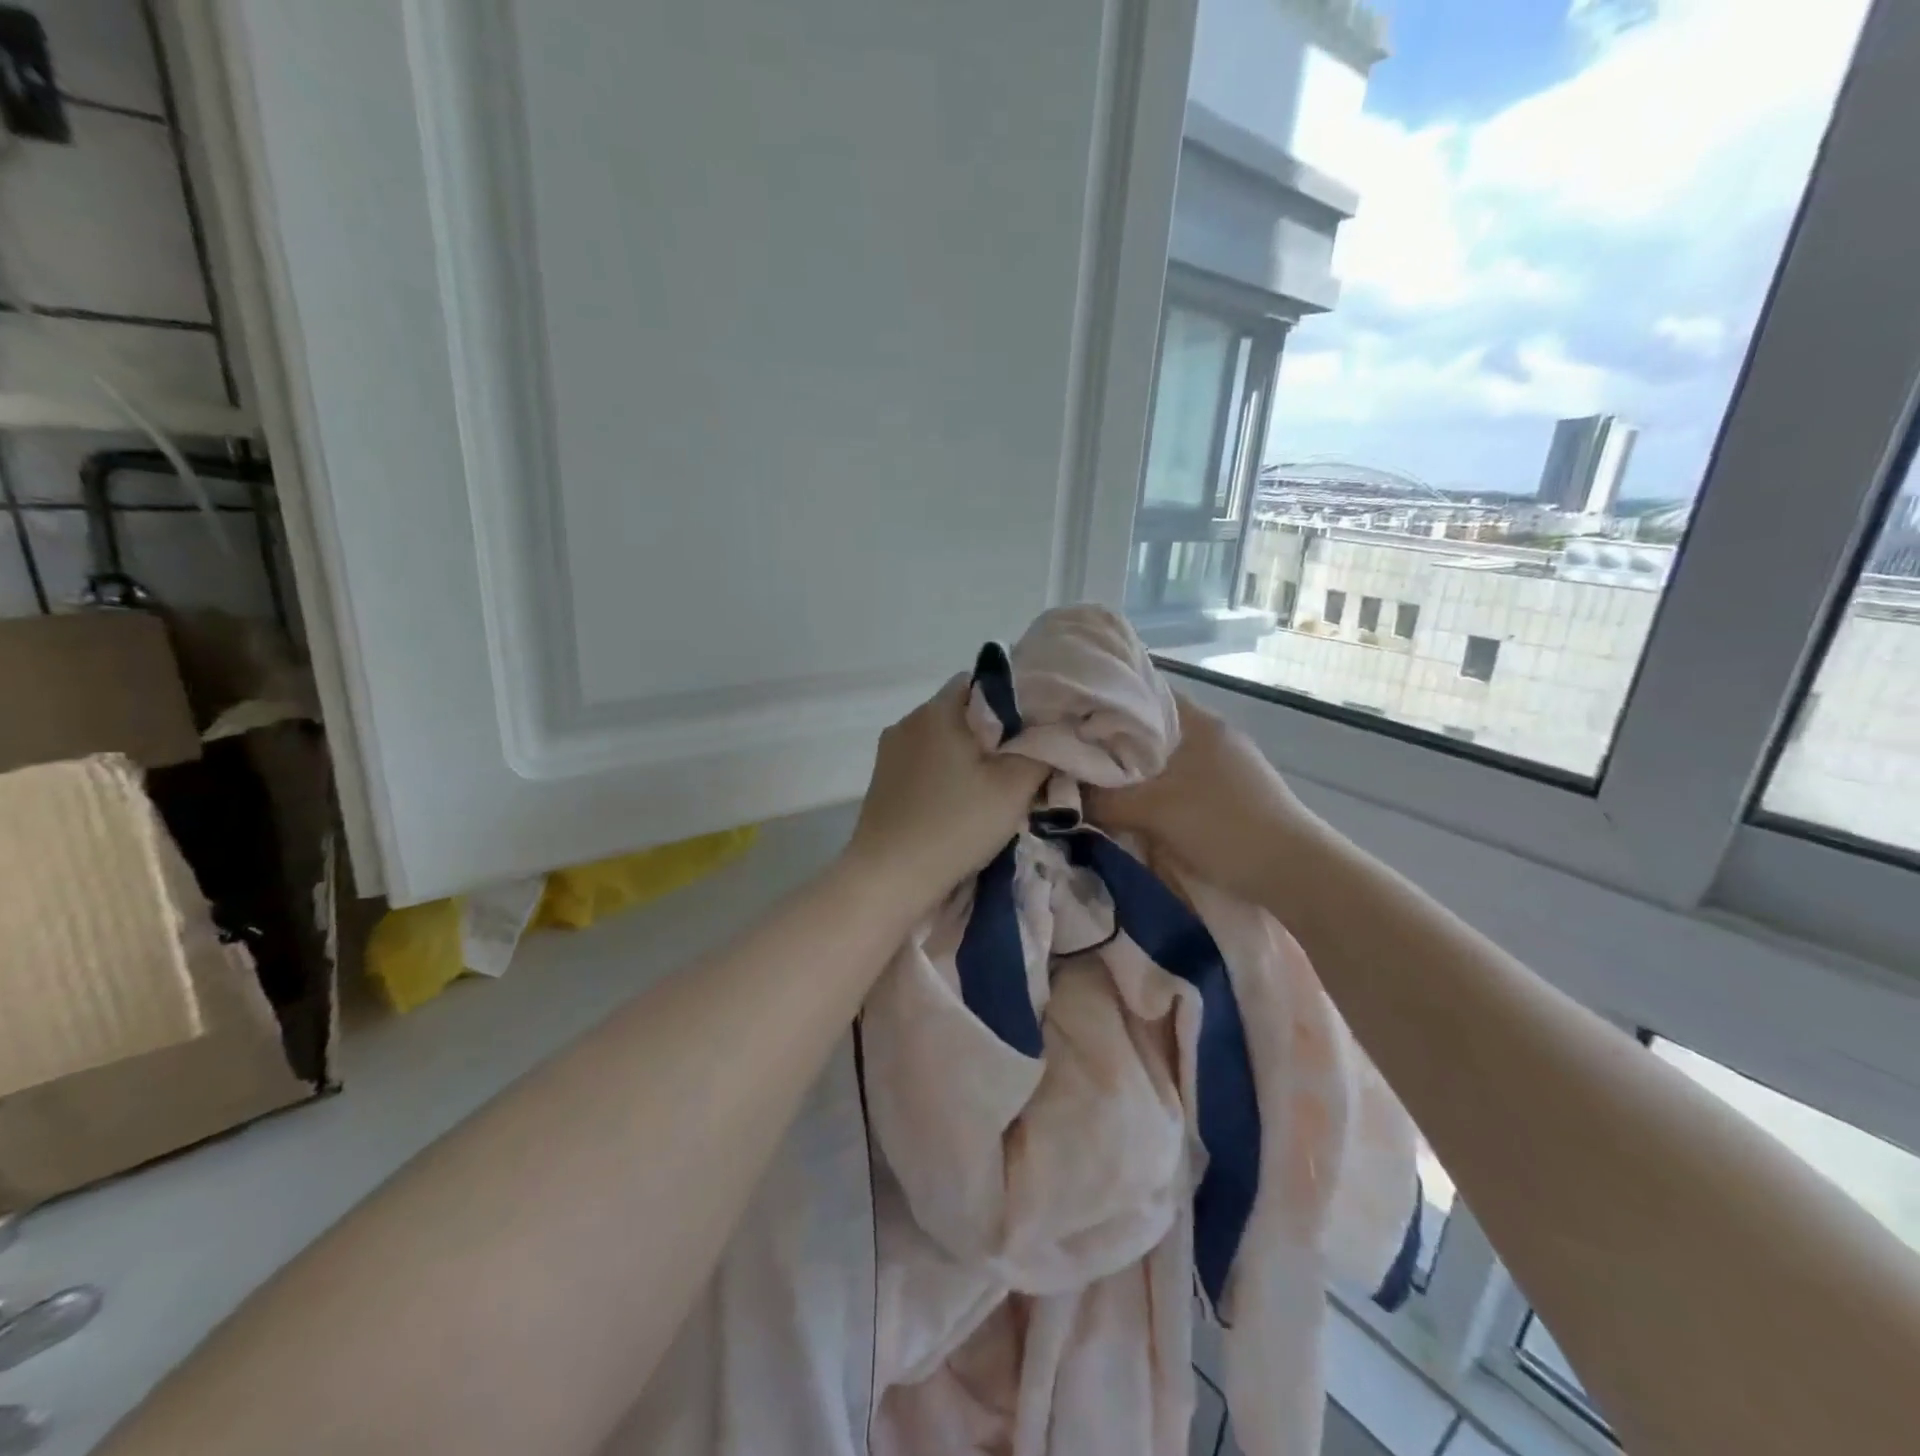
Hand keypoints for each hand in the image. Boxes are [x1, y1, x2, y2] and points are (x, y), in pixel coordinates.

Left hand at [843, 677, 1048, 908]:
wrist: (889, 877)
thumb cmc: (956, 824)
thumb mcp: (1014, 787)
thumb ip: (1042, 751)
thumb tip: (1054, 733)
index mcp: (937, 710)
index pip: (980, 681)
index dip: (1012, 700)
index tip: (1033, 730)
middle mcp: (907, 722)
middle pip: (961, 712)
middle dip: (993, 733)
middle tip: (1021, 764)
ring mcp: (890, 752)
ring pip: (942, 740)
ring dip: (967, 757)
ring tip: (992, 788)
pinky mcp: (882, 781)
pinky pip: (923, 763)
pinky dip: (945, 775)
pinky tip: (959, 804)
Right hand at [1086, 693, 1320, 903]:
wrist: (1295, 872)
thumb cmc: (1224, 825)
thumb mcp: (1155, 811)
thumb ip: (1104, 801)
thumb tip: (1060, 799)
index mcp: (1199, 722)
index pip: (1145, 694)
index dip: (1107, 703)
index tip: (1072, 719)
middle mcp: (1214, 736)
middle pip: (1152, 730)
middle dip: (1116, 745)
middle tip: (1075, 757)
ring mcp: (1227, 766)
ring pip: (1166, 760)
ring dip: (1136, 773)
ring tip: (1098, 784)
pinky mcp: (1232, 794)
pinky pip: (1181, 783)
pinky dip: (1156, 791)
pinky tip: (1136, 808)